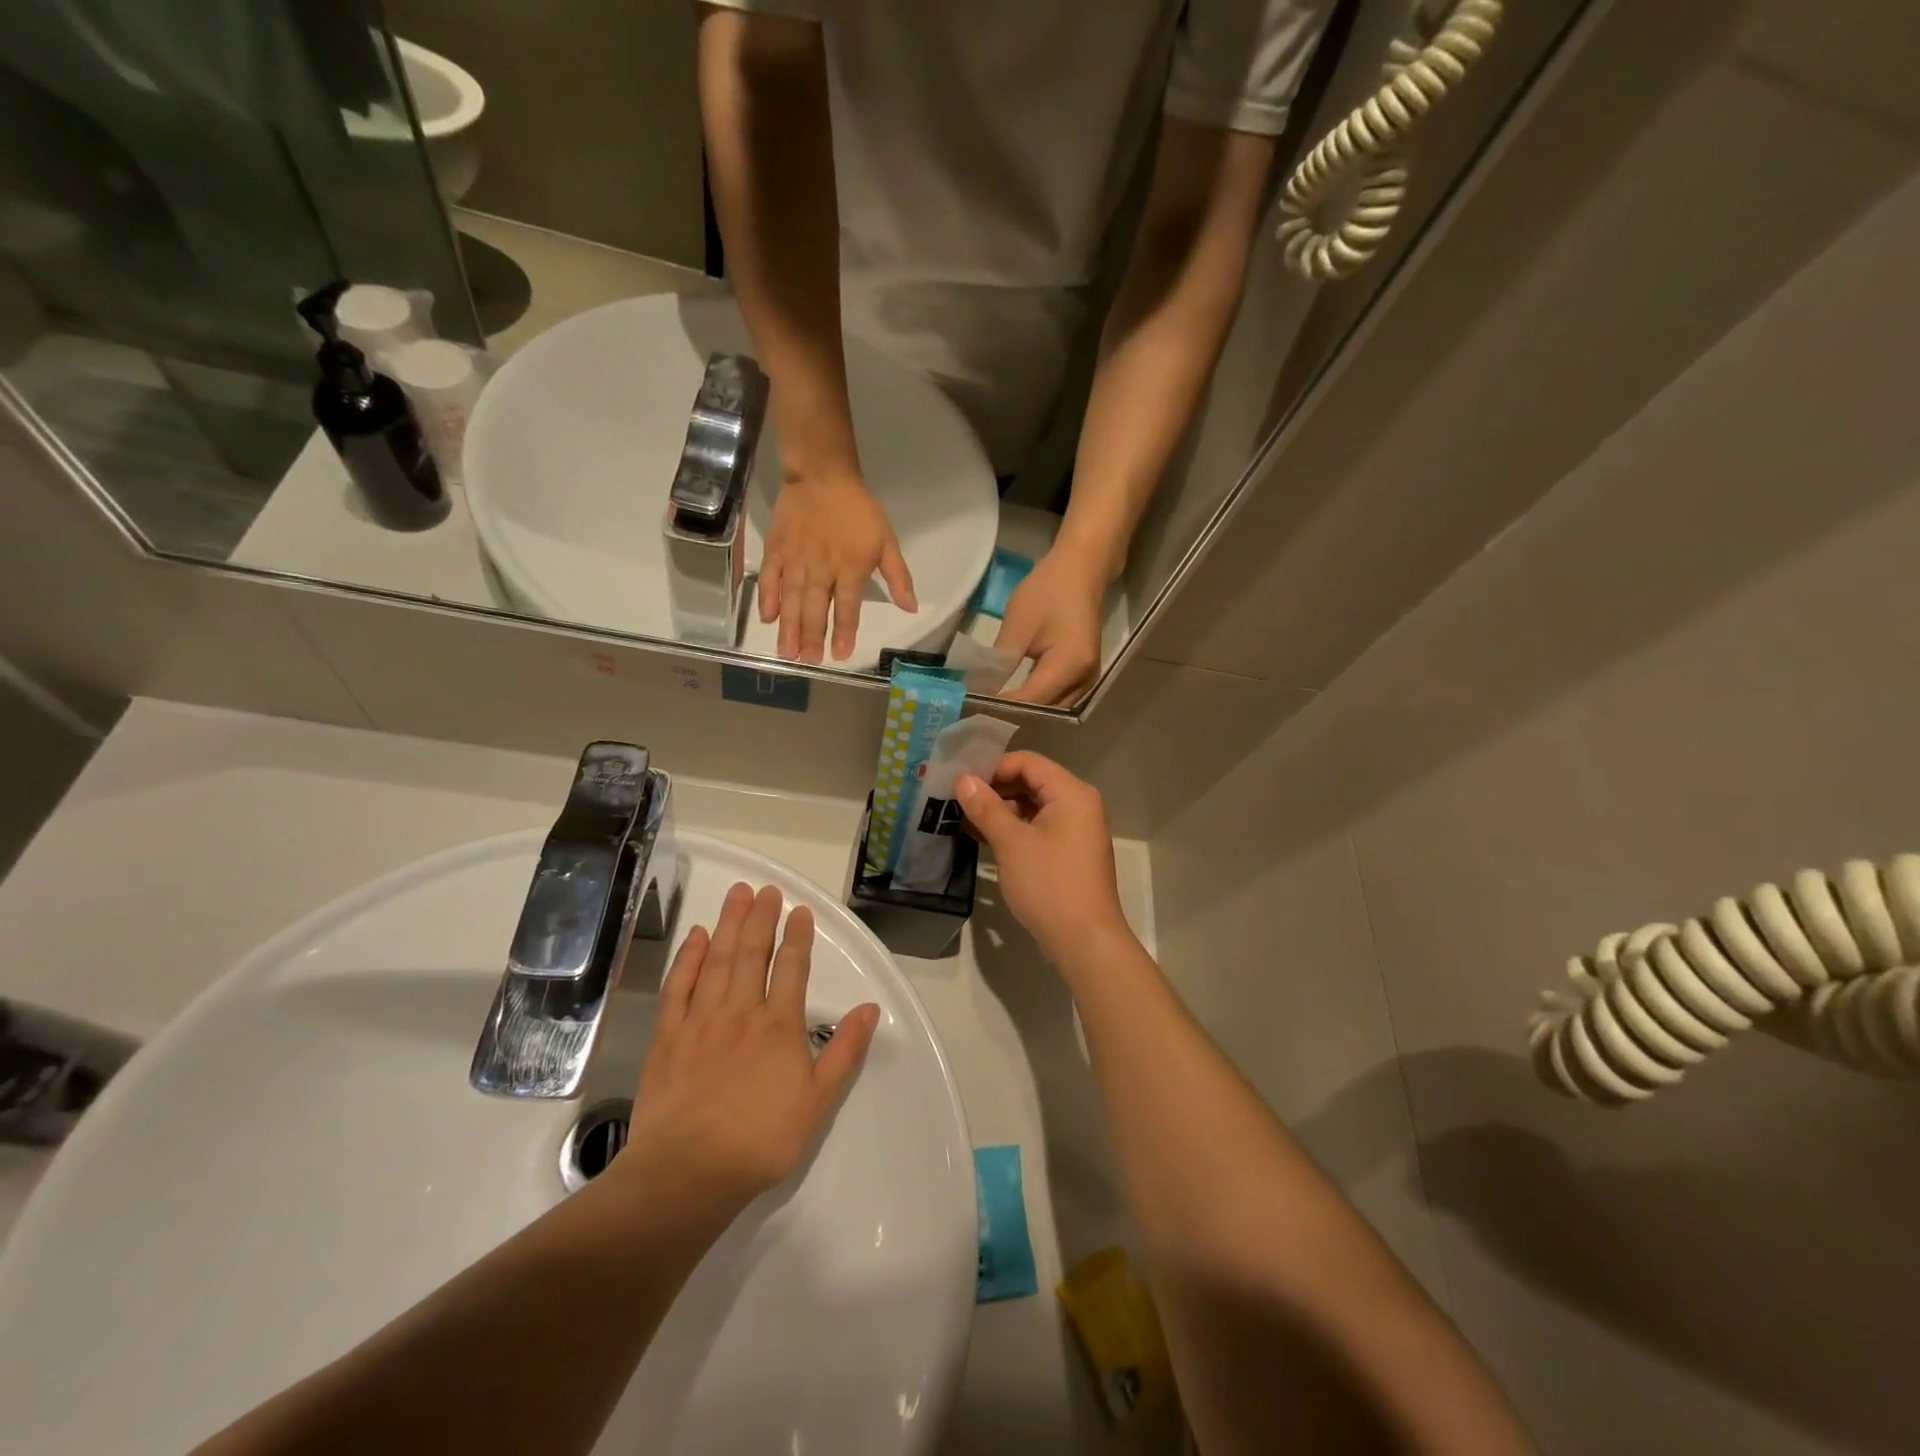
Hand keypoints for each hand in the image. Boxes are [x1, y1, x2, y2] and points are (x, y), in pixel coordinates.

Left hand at [621, 883, 880, 1219]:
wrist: (689, 1171)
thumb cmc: (761, 1139)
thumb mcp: (818, 1101)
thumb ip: (845, 1050)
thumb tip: (869, 1008)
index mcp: (779, 1025)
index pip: (791, 968)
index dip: (797, 936)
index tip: (799, 910)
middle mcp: (741, 1011)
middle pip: (752, 953)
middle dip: (761, 918)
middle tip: (766, 889)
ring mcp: (701, 1020)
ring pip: (718, 960)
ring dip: (729, 924)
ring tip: (737, 895)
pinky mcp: (668, 1036)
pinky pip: (678, 987)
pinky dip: (688, 958)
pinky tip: (696, 937)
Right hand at [759, 471, 917, 662]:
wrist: (822, 475)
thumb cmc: (858, 510)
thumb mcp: (887, 541)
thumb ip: (898, 577)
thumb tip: (911, 608)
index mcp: (851, 568)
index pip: (848, 607)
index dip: (844, 632)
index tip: (840, 655)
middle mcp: (822, 570)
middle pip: (816, 609)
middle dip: (812, 637)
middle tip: (808, 661)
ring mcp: (796, 561)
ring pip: (792, 600)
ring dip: (790, 628)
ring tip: (787, 653)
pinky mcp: (777, 550)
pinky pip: (770, 579)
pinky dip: (768, 598)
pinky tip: (768, 618)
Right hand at [955, 752, 1130, 967]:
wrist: (1085, 940)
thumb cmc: (1049, 884)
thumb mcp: (1011, 843)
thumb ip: (986, 807)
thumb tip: (963, 780)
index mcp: (1071, 793)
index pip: (1028, 762)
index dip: (993, 767)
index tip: (962, 783)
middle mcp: (1079, 804)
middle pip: (1032, 781)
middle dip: (995, 788)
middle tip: (959, 801)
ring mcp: (1078, 829)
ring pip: (1034, 806)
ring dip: (1002, 810)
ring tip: (967, 820)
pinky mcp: (1071, 851)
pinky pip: (1040, 827)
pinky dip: (1015, 829)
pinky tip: (986, 839)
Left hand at [994, 546, 1106, 705]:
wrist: (1082, 568)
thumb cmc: (1049, 590)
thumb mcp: (1018, 625)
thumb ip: (1000, 663)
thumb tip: (981, 691)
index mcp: (1069, 666)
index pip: (1031, 701)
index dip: (1003, 708)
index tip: (973, 710)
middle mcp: (1084, 680)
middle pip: (1045, 711)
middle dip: (1014, 714)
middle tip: (980, 714)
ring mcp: (1089, 679)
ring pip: (1054, 708)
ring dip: (1027, 710)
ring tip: (995, 709)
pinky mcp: (1085, 674)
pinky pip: (1060, 697)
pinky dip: (1038, 700)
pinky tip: (1015, 697)